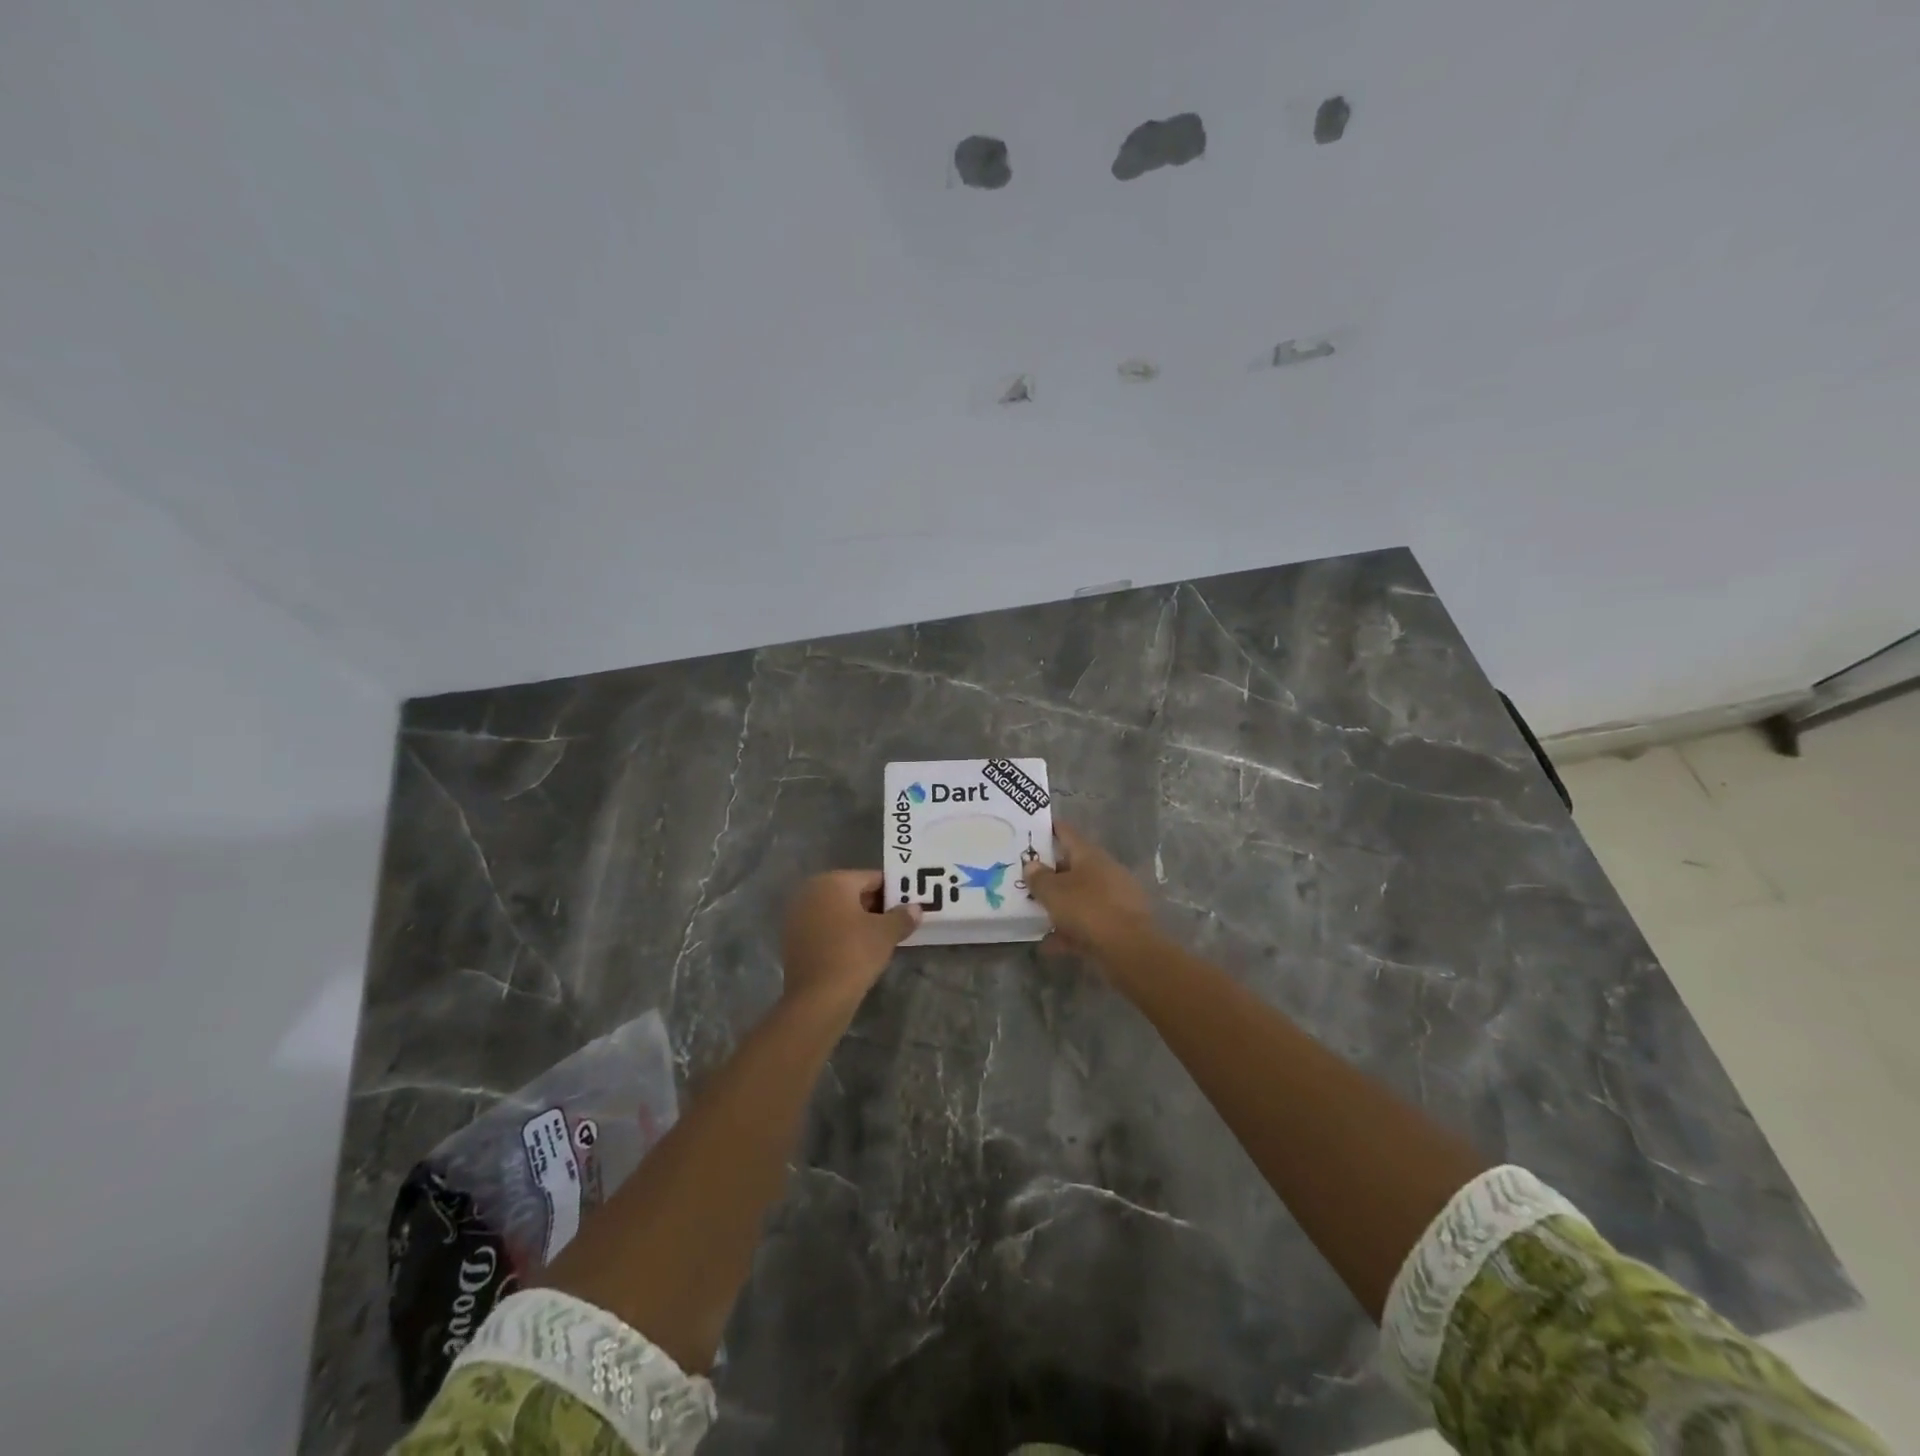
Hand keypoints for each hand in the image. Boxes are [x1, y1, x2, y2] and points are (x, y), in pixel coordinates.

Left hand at [781, 871, 920, 1006]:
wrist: (818, 998)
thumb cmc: (854, 954)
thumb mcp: (886, 933)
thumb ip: (903, 916)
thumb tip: (915, 909)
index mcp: (833, 881)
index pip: (872, 878)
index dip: (893, 891)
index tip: (908, 905)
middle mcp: (811, 891)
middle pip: (852, 892)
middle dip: (875, 905)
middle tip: (897, 921)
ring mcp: (798, 915)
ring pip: (837, 911)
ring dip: (857, 920)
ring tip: (880, 937)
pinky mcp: (793, 939)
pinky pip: (824, 928)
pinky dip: (841, 934)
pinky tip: (857, 950)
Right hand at [1023, 822, 1156, 960]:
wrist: (1129, 949)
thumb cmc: (1087, 909)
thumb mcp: (1053, 892)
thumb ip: (1038, 877)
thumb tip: (1032, 865)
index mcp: (1089, 855)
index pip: (1066, 832)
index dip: (1049, 828)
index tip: (1032, 829)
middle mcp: (1104, 871)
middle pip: (1072, 866)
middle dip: (1050, 873)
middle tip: (1025, 878)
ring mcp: (1113, 898)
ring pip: (1079, 896)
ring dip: (1059, 904)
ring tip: (1033, 913)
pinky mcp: (1117, 924)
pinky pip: (1086, 922)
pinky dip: (1068, 930)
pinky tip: (1048, 944)